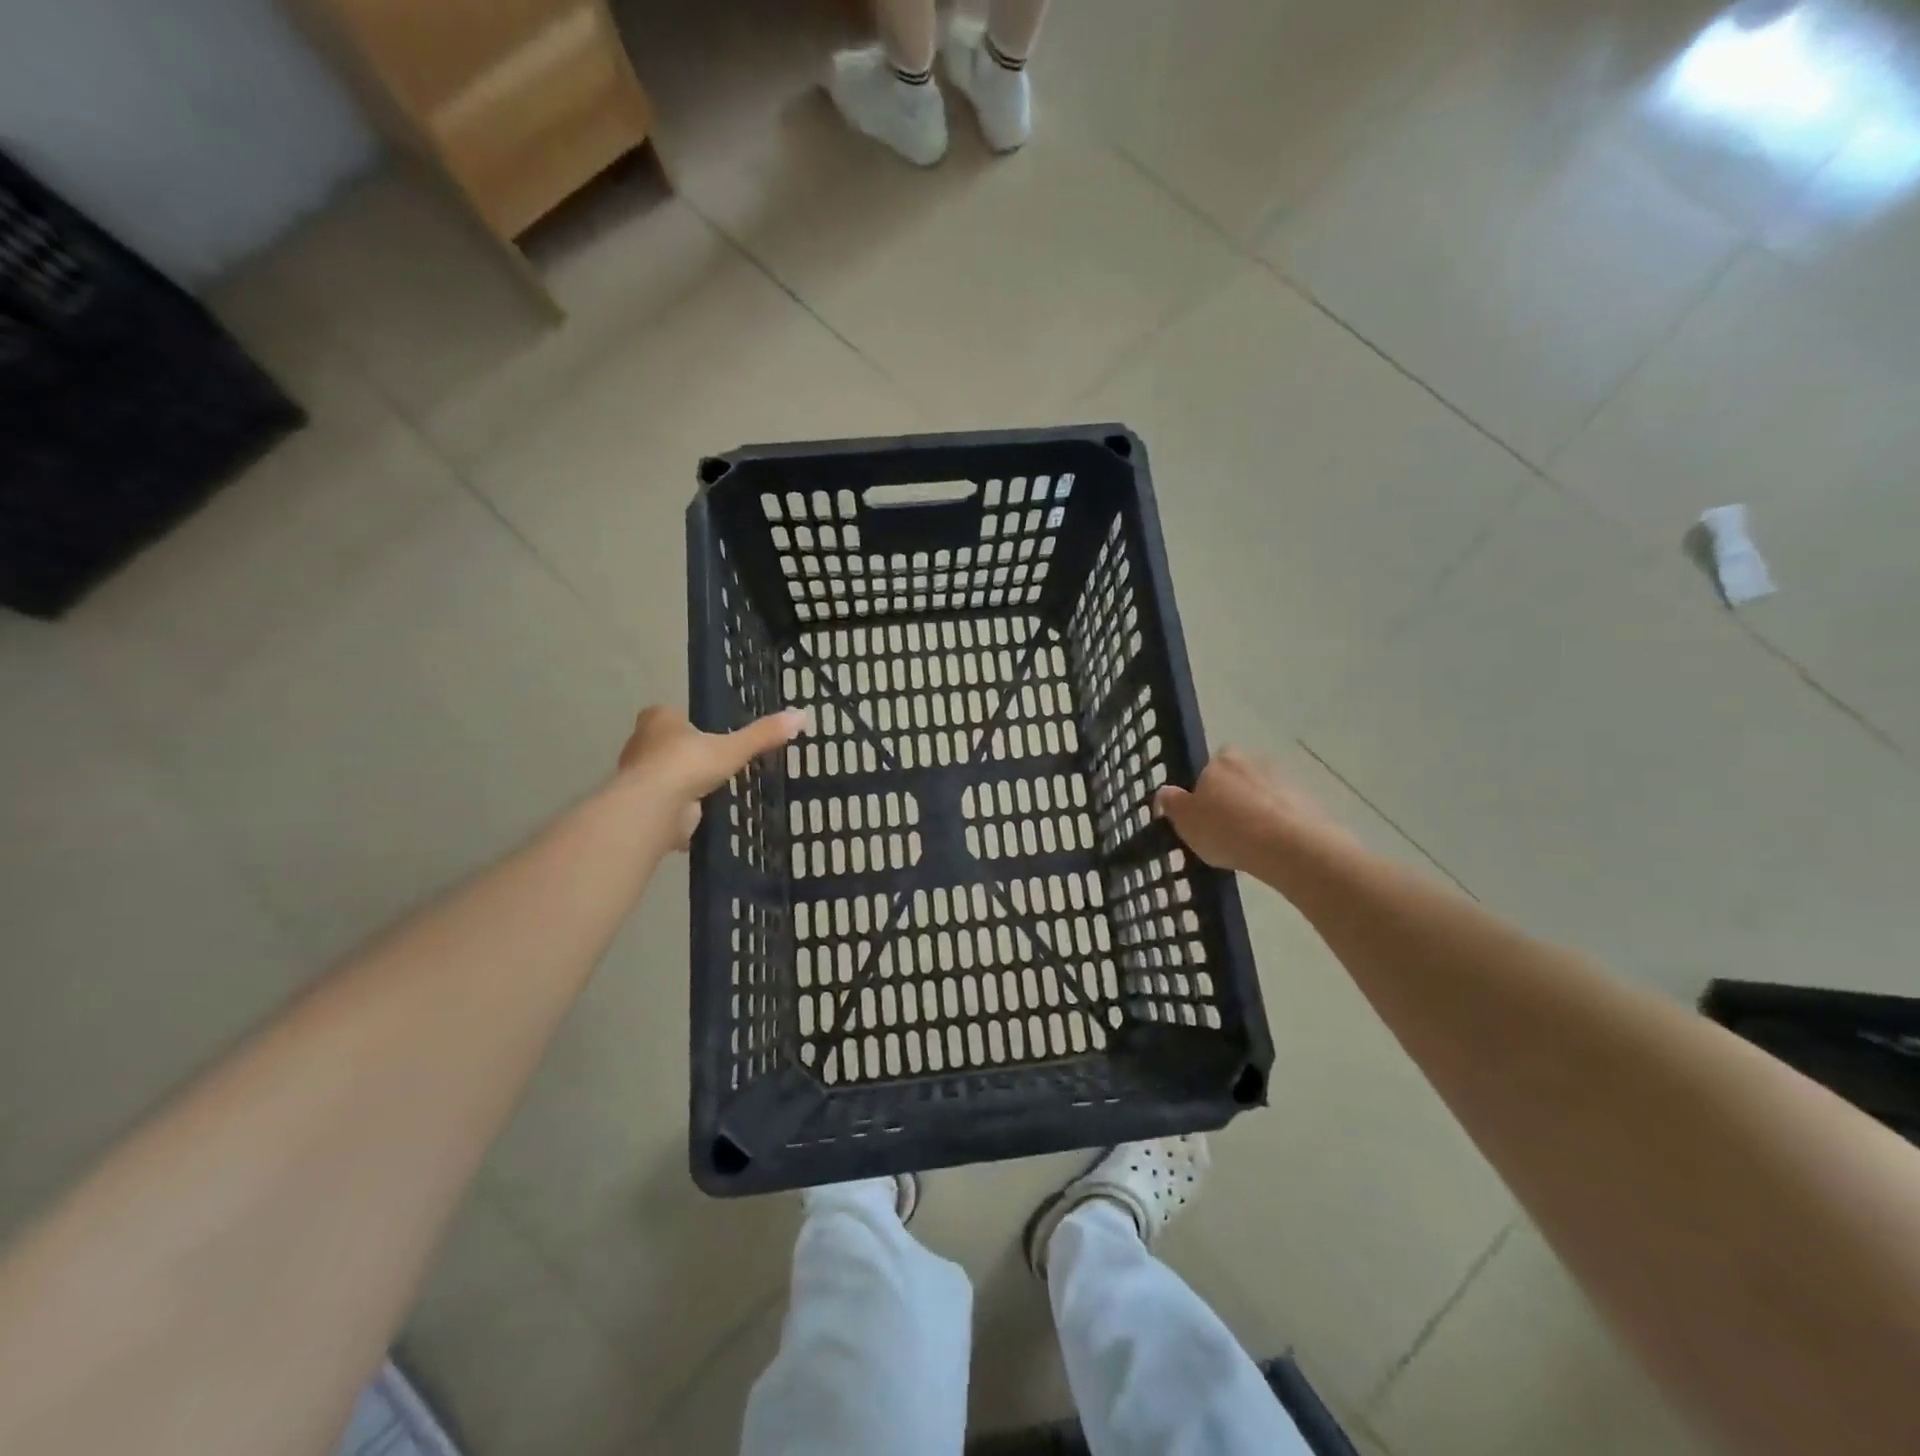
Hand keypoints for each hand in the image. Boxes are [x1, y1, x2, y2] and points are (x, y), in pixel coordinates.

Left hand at [615, 705, 803, 847]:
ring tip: (711, 791)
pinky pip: (665, 806)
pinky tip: (699, 819)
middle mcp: (641, 744)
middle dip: (683, 755)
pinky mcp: (641, 806)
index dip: (686, 723)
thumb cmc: (689, 764)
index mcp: (659, 720)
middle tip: (712, 763)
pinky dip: (679, 813)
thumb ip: (764, 734)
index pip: (670, 715)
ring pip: (663, 776)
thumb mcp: (734, 747)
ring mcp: (638, 777)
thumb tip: (801, 715)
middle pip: (665, 746)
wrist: (655, 807)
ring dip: (681, 785)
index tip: (706, 734)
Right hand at [1154, 749, 1350, 872]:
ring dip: (1257, 812)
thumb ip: (1172, 803)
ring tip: (1249, 845)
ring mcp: (1284, 780)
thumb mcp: (1185, 821)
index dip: (1206, 789)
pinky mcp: (1309, 802)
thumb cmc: (1226, 829)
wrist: (1287, 846)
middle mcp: (1253, 761)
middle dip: (1233, 798)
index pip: (1209, 767)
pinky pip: (1285, 812)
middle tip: (1225, 830)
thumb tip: (1164, 791)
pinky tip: (1271, 850)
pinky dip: (1278, 826)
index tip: (1204, 814)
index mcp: (1221, 760)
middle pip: (1238, 778)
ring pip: (1263, 795)